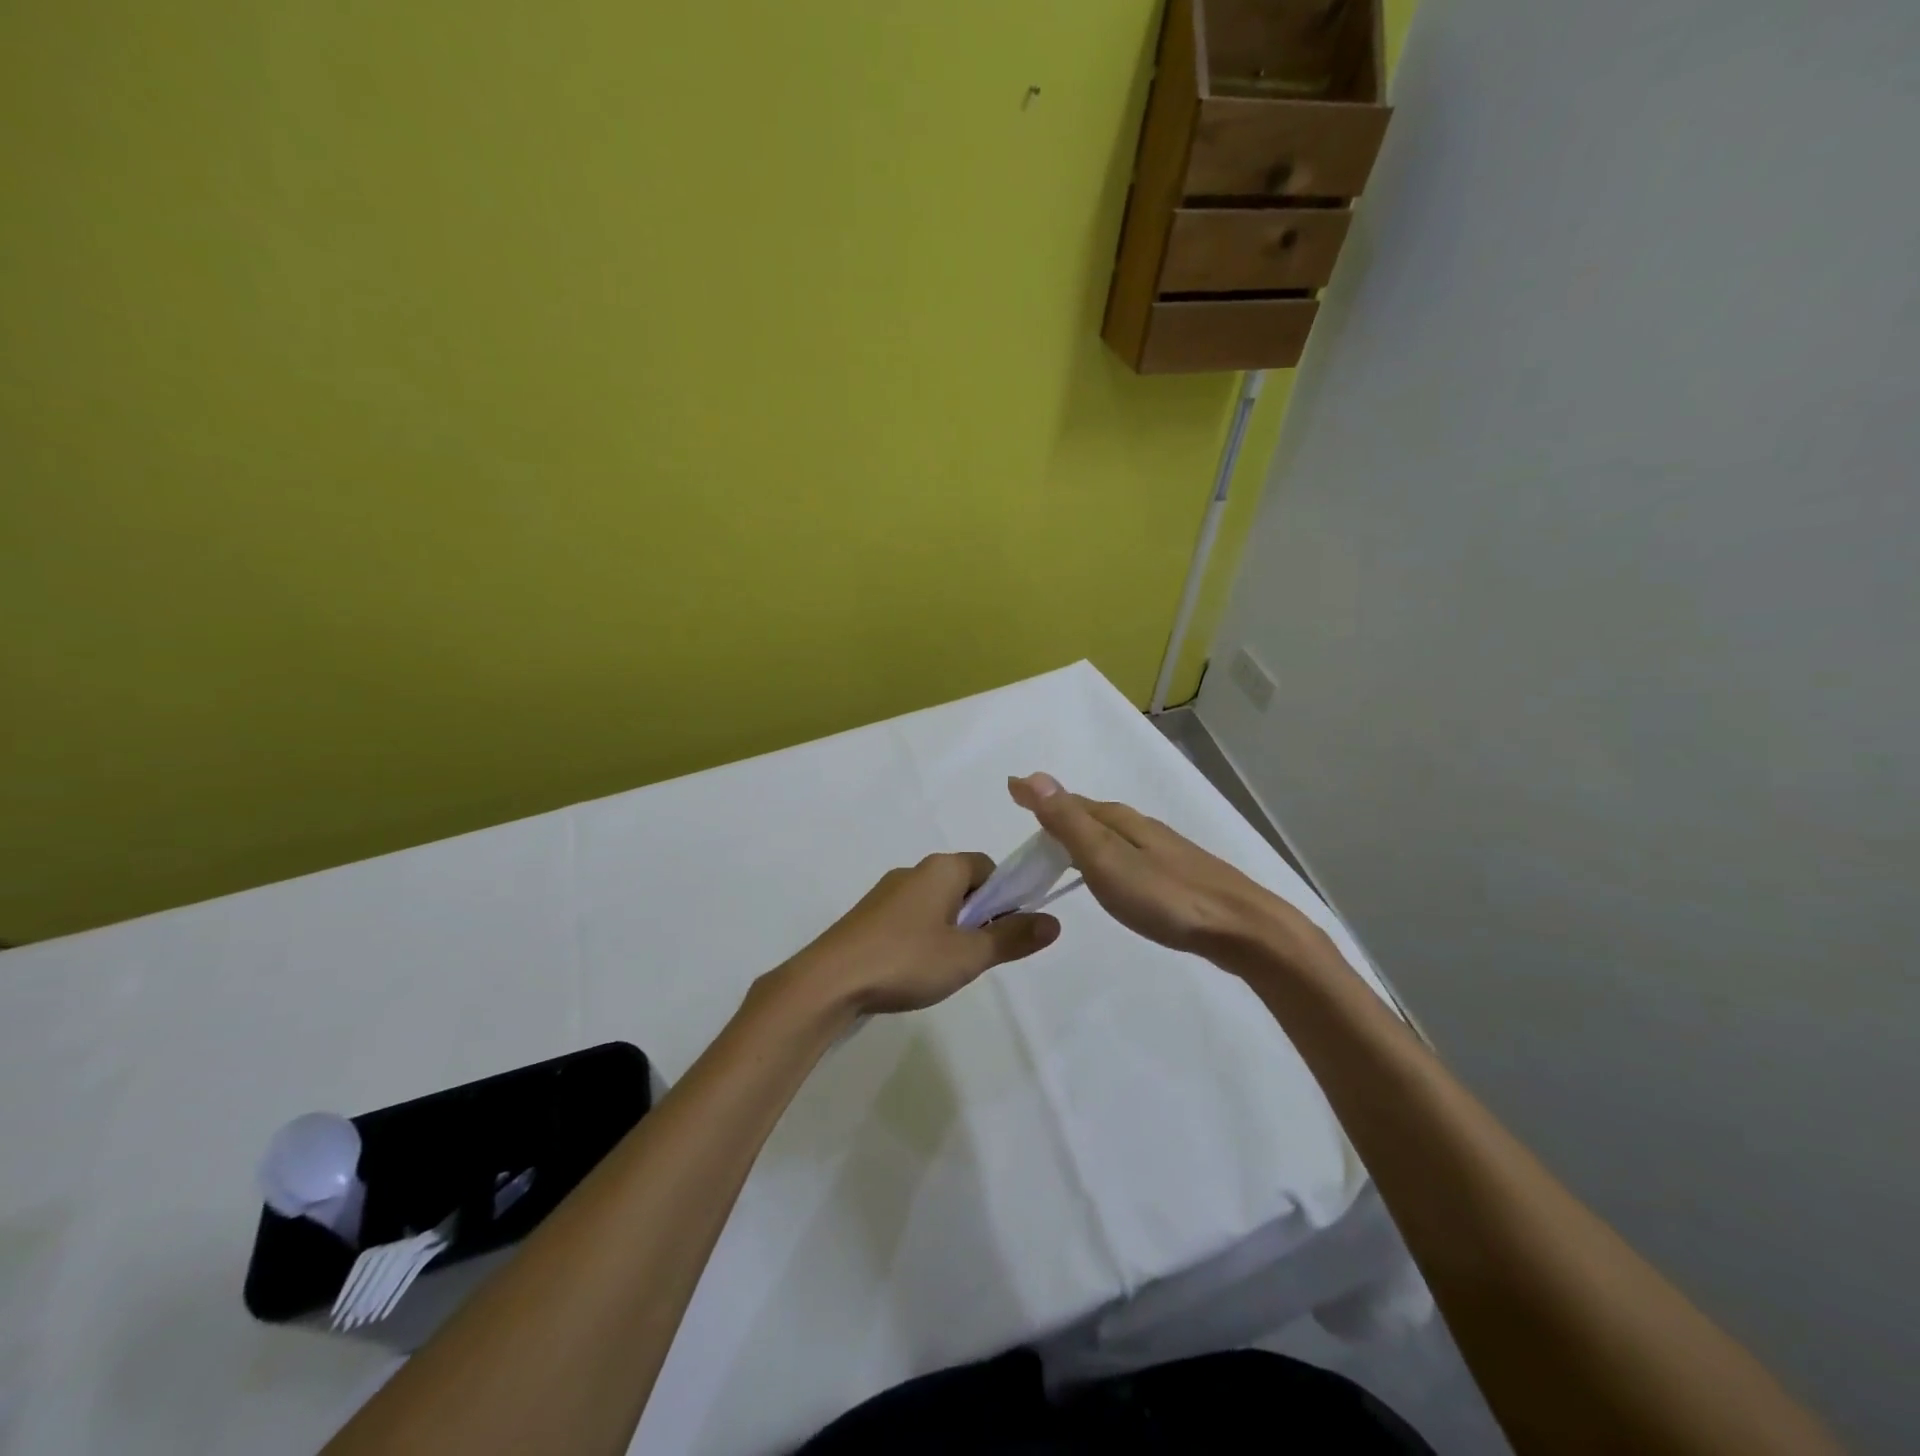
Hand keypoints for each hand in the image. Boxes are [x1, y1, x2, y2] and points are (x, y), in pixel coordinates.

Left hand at [782, 853, 1060, 1013]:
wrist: (829, 981)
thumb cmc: (907, 960)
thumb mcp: (968, 955)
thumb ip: (1012, 937)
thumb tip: (1054, 921)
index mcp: (942, 868)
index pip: (988, 867)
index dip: (1006, 896)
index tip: (1008, 931)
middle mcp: (914, 870)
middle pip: (963, 885)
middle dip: (978, 916)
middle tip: (980, 955)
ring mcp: (887, 893)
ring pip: (936, 903)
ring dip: (951, 929)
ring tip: (948, 968)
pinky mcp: (868, 916)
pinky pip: (910, 917)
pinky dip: (923, 937)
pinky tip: (915, 970)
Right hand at [1008, 773, 1321, 965]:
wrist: (1241, 929)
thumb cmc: (1165, 897)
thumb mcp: (1106, 860)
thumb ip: (1068, 822)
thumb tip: (1032, 776)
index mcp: (1119, 821)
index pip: (1069, 803)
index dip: (1039, 800)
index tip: (1012, 793)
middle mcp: (1141, 827)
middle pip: (1091, 816)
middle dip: (1060, 817)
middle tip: (1031, 828)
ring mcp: (1164, 850)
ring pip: (1113, 835)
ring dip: (1085, 837)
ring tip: (1063, 851)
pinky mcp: (1179, 875)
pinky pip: (1129, 855)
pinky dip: (1108, 857)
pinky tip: (1114, 876)